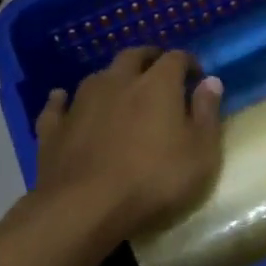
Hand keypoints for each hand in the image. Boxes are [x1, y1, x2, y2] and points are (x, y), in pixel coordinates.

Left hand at [30, 47, 223, 244]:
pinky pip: (57, 105)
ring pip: (98, 76)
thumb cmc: (154, 180)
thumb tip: (211, 81)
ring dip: (112, 78)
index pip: (176, 58)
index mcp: (158, 85)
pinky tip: (63, 100)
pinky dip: (64, 100)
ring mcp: (81, 103)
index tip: (197, 77)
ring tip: (121, 90)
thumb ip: (207, 113)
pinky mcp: (54, 128)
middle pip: (133, 56)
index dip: (188, 63)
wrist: (84, 209)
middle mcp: (118, 82)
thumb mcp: (201, 152)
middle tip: (160, 72)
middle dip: (149, 59)